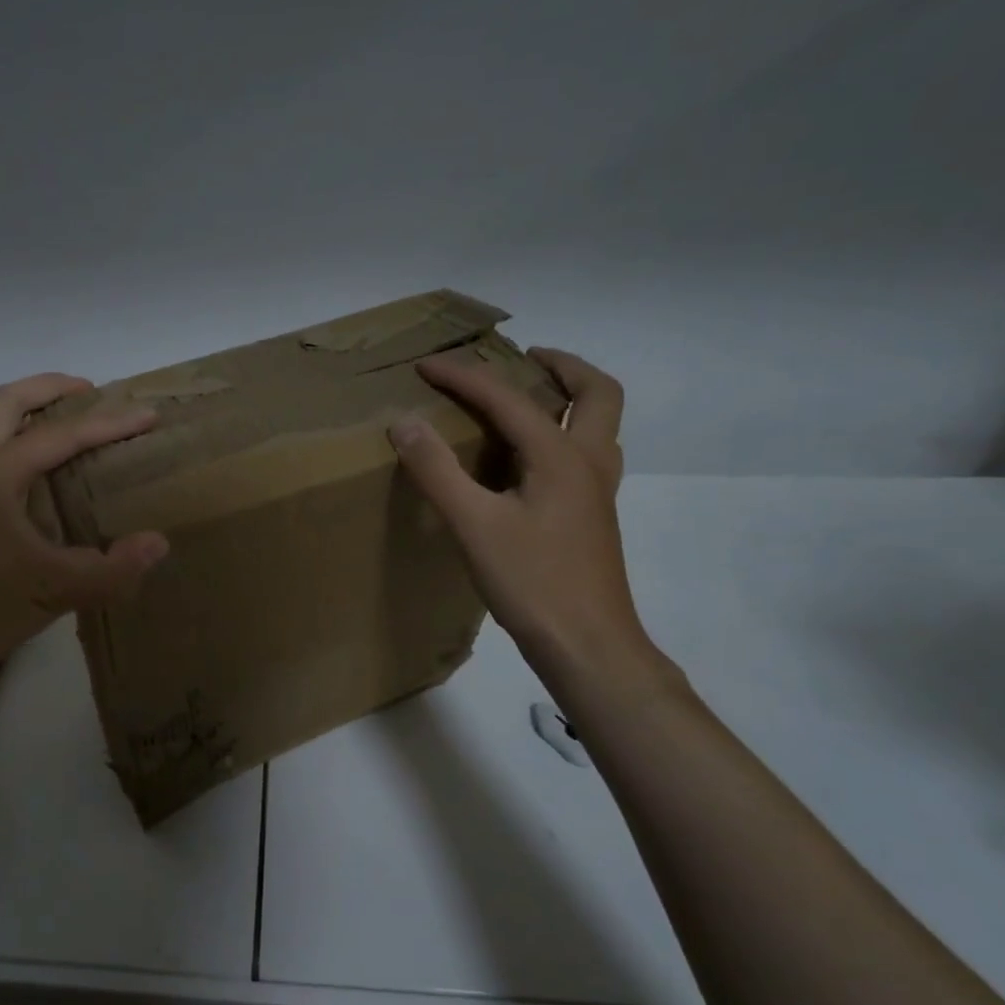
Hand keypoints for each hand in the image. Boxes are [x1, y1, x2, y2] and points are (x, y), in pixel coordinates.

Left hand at [0, 373, 168, 677]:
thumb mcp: (56, 592)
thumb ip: (113, 570)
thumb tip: (158, 542)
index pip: (60, 435)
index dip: (109, 424)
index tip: (147, 415)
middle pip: (6, 401)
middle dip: (50, 388)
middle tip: (90, 391)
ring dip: (28, 412)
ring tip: (68, 427)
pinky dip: (14, 440)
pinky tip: (37, 477)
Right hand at [389, 349, 653, 683]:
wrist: (587, 646)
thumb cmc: (532, 583)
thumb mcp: (474, 526)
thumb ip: (437, 471)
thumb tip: (404, 422)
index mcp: (560, 456)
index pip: (507, 399)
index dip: (464, 377)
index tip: (426, 365)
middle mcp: (589, 463)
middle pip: (596, 392)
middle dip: (562, 366)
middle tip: (524, 358)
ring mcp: (597, 492)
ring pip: (599, 424)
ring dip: (571, 398)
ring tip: (528, 400)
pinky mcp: (592, 518)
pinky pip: (585, 454)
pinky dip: (564, 434)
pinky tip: (528, 464)